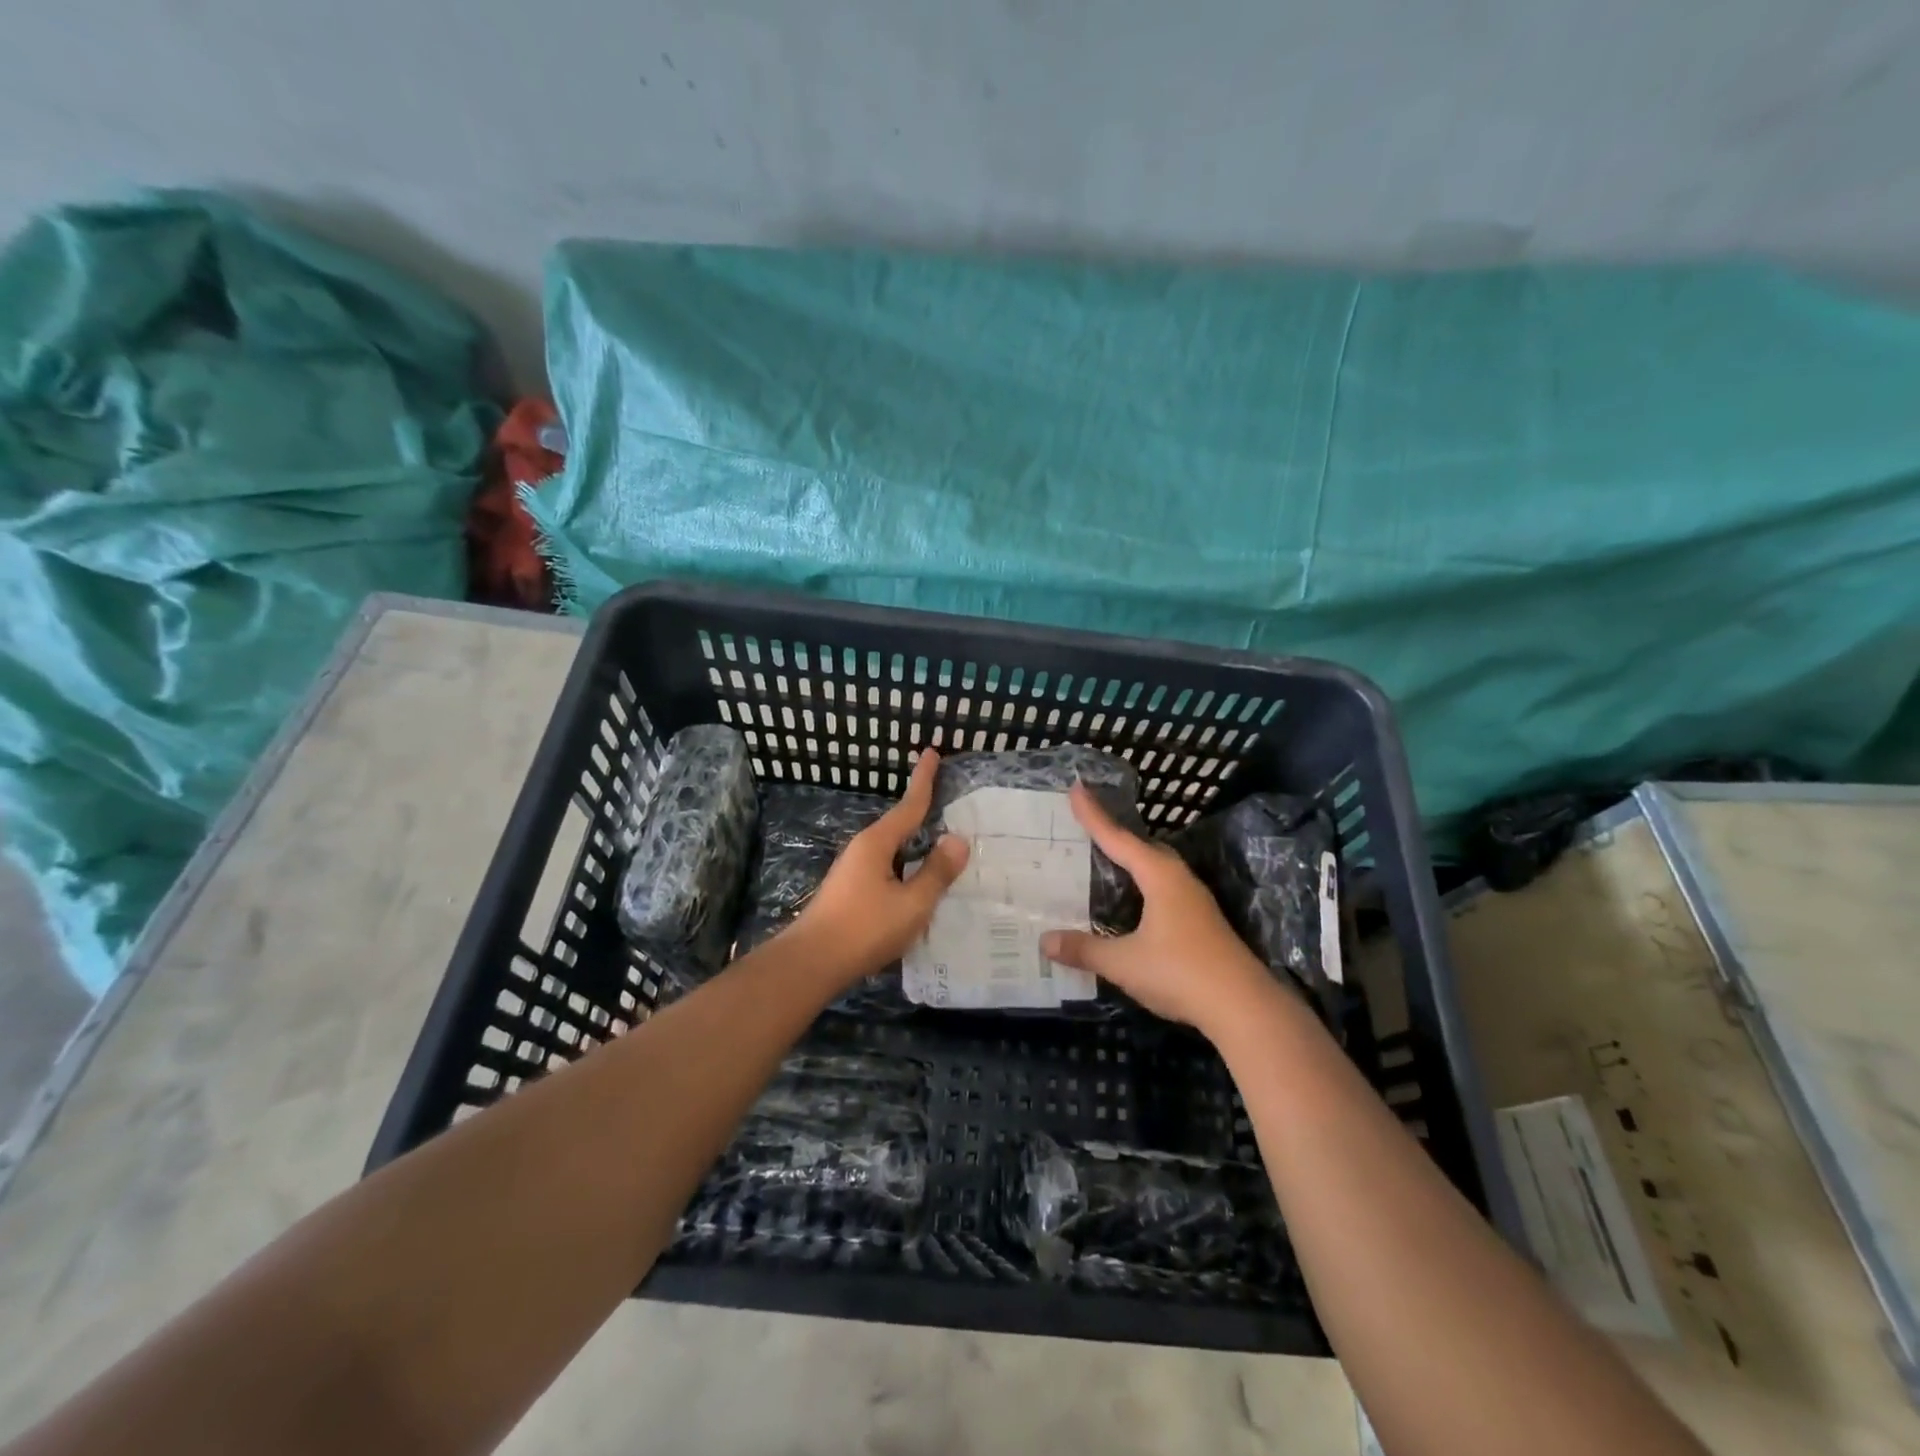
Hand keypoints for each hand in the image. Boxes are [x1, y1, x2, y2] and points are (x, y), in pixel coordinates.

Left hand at [787, 749, 969, 986]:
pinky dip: (906, 869)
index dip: (923, 780)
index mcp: (877, 843)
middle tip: (947, 803)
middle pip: (900, 826)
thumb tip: (957, 839)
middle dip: (922, 814)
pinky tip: (918, 886)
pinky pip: (887, 870)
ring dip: (915, 847)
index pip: (909, 805)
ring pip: (893, 852)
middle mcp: (863, 850)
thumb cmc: (864, 929)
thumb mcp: (912, 903)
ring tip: (942, 850)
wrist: (811, 963)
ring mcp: (853, 872)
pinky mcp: (850, 893)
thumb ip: (936, 873)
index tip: (930, 752)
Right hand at [1041, 783, 1272, 1035]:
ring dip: (1132, 861)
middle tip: (1088, 825)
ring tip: (1106, 859)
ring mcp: (1194, 901)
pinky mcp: (1201, 922)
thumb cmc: (1181, 973)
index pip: (1118, 838)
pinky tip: (1133, 902)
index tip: (1076, 788)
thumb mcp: (1124, 963)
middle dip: (1115, 835)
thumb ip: (1085, 949)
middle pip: (1142, 847)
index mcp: (1159, 877)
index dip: (1094, 816)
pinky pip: (1164, 888)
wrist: (1244, 1008)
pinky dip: (1142, 884)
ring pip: (1156, 869)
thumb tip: (1045, 940)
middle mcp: (1178, 880)